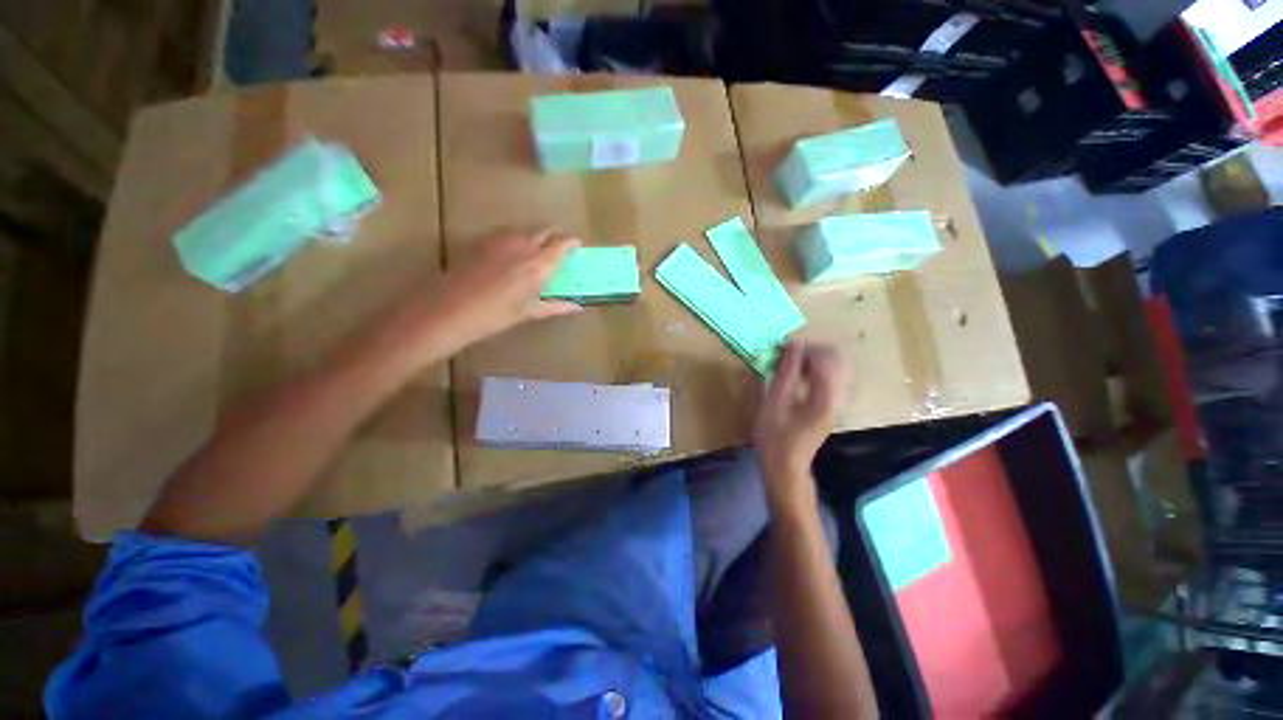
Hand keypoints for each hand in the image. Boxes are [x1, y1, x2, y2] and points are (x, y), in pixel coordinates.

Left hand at [431, 227, 583, 347]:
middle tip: (559, 250)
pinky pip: (509, 231)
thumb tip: (578, 307)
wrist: (449, 308)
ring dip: (537, 235)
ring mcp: (501, 238)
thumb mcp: (529, 312)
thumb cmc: (495, 316)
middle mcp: (524, 245)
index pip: (563, 243)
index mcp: (539, 264)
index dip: (573, 243)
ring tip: (536, 252)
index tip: (577, 248)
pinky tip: (512, 253)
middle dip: (556, 236)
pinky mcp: (484, 238)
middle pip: (547, 229)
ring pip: (527, 228)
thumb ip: (557, 306)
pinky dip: (518, 237)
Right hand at [754, 342, 844, 504]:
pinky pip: (828, 380)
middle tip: (785, 356)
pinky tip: (796, 378)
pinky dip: (812, 372)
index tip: (781, 349)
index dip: (804, 349)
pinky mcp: (829, 407)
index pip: (826, 358)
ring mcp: (835, 403)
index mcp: (825, 397)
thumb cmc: (775, 437)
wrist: (785, 468)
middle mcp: (837, 397)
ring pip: (832, 369)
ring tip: (789, 365)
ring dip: (811, 362)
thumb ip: (785, 373)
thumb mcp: (774, 403)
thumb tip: (793, 345)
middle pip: (834, 361)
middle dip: (809, 352)